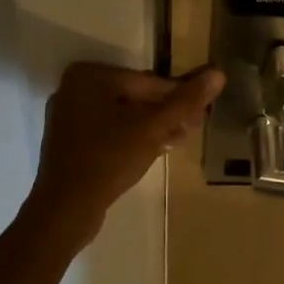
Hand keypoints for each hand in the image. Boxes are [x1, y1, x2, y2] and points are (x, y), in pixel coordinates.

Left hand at [22, 63, 225, 244]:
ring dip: (153, 127)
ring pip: (123, 116)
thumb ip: (185, 101)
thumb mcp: (153, 128)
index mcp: (89, 75)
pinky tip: (157, 150)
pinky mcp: (69, 141)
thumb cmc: (109, 158)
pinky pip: (108, 131)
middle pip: (135, 97)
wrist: (65, 209)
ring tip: (181, 141)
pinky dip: (132, 138)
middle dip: (166, 113)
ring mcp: (69, 116)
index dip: (179, 98)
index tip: (203, 113)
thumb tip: (218, 74)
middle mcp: (74, 88)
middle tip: (195, 128)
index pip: (148, 82)